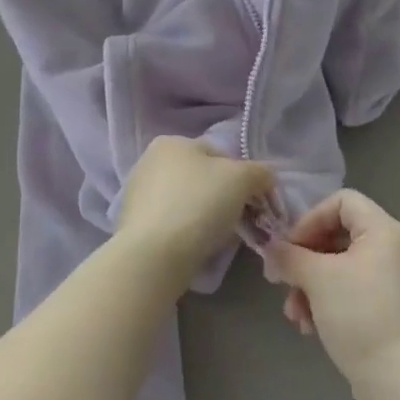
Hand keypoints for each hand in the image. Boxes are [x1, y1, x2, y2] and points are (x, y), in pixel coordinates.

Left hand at [115, 137, 273, 288]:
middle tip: (239, 222)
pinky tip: (194, 247)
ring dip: (207, 217)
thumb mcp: (242, 179)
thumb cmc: (198, 205)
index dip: (243, 178)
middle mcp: (150, 161)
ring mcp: (138, 194)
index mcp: (172, 142)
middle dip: (224, 198)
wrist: (153, 257)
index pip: (221, 155)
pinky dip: (187, 232)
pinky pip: (173, 224)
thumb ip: (261, 172)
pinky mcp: (134, 225)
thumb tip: (266, 178)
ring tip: (217, 239)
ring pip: (189, 202)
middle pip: (203, 179)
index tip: (253, 203)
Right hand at [267, 190, 399, 395]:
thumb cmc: (360, 316)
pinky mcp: (387, 308)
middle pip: (337, 235)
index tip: (290, 247)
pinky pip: (350, 291)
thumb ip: (290, 256)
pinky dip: (327, 302)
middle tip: (282, 281)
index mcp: (383, 230)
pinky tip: (310, 328)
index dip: (310, 218)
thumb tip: (272, 249)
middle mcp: (392, 248)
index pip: (341, 201)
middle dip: (305, 260)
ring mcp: (391, 280)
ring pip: (339, 267)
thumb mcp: (318, 279)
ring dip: (310, 286)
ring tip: (294, 314)